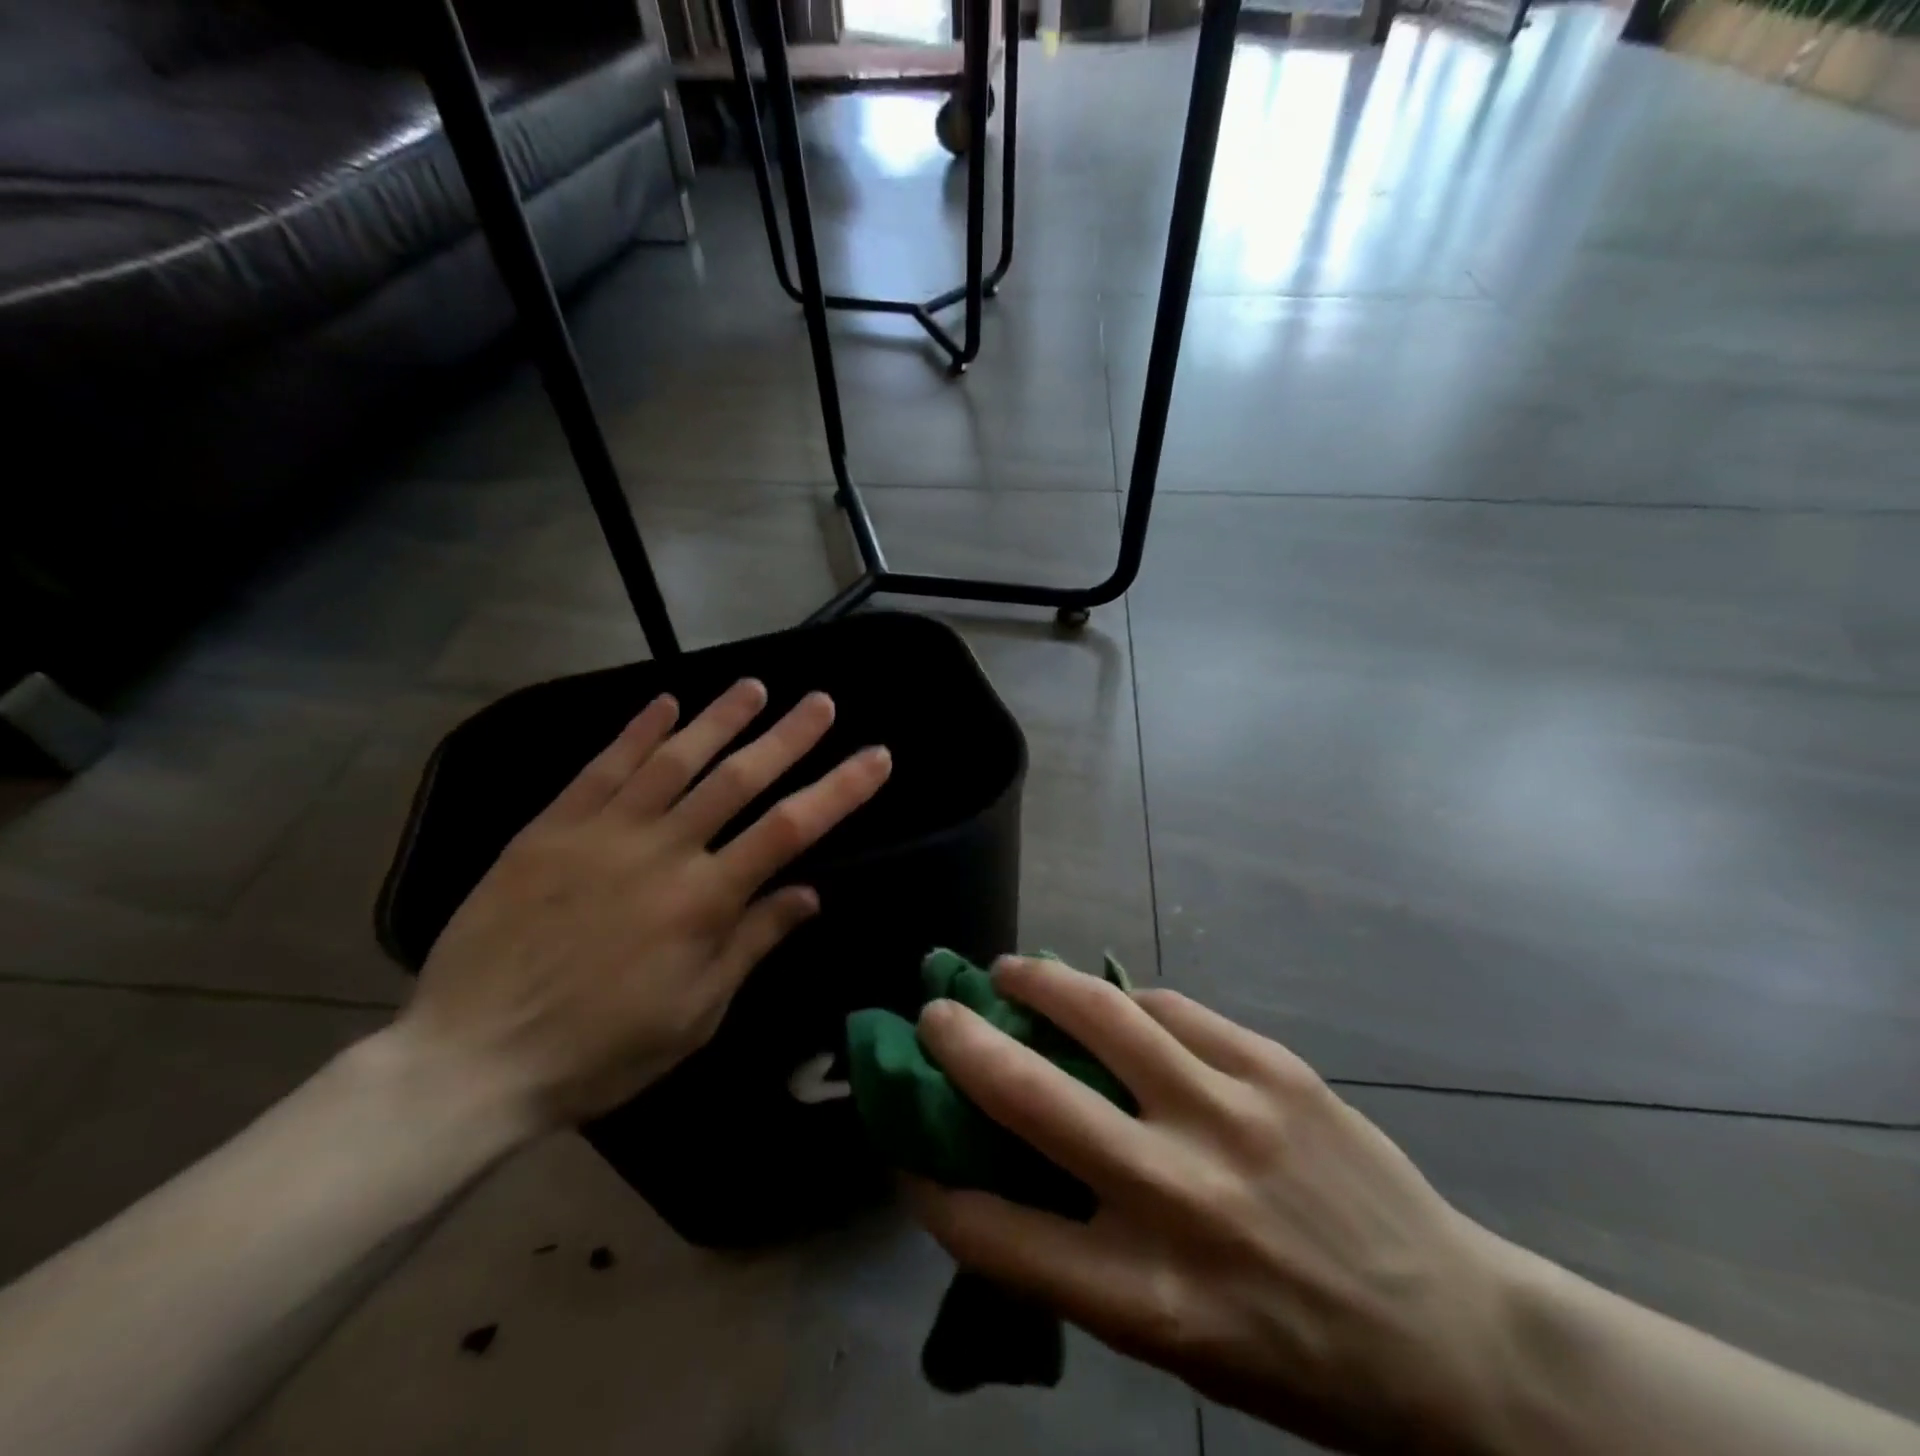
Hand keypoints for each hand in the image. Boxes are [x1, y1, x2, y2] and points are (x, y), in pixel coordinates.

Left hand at [397, 679, 891, 1127]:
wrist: (471, 1059)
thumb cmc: (599, 1049)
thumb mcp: (695, 1013)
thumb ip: (752, 943)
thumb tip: (809, 893)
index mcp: (704, 901)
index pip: (790, 829)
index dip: (839, 789)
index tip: (875, 757)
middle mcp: (663, 851)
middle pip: (739, 779)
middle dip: (788, 736)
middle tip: (821, 702)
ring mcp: (603, 833)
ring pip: (674, 760)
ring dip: (720, 719)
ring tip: (755, 687)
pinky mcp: (549, 828)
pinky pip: (601, 768)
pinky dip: (636, 732)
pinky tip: (664, 704)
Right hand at [906, 958, 1520, 1455]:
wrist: (1450, 1334)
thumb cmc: (1293, 1355)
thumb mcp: (1174, 1343)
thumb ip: (1083, 1255)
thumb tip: (1003, 1167)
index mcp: (1146, 1299)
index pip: (994, 1232)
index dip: (931, 1183)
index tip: (905, 1143)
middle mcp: (1178, 1197)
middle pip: (1031, 1097)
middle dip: (962, 1044)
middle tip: (935, 1013)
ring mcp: (1230, 1116)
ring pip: (1102, 1013)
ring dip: (1037, 983)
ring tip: (1009, 970)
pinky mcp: (1274, 1067)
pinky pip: (1174, 1009)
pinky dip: (1128, 1001)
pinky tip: (1112, 1001)